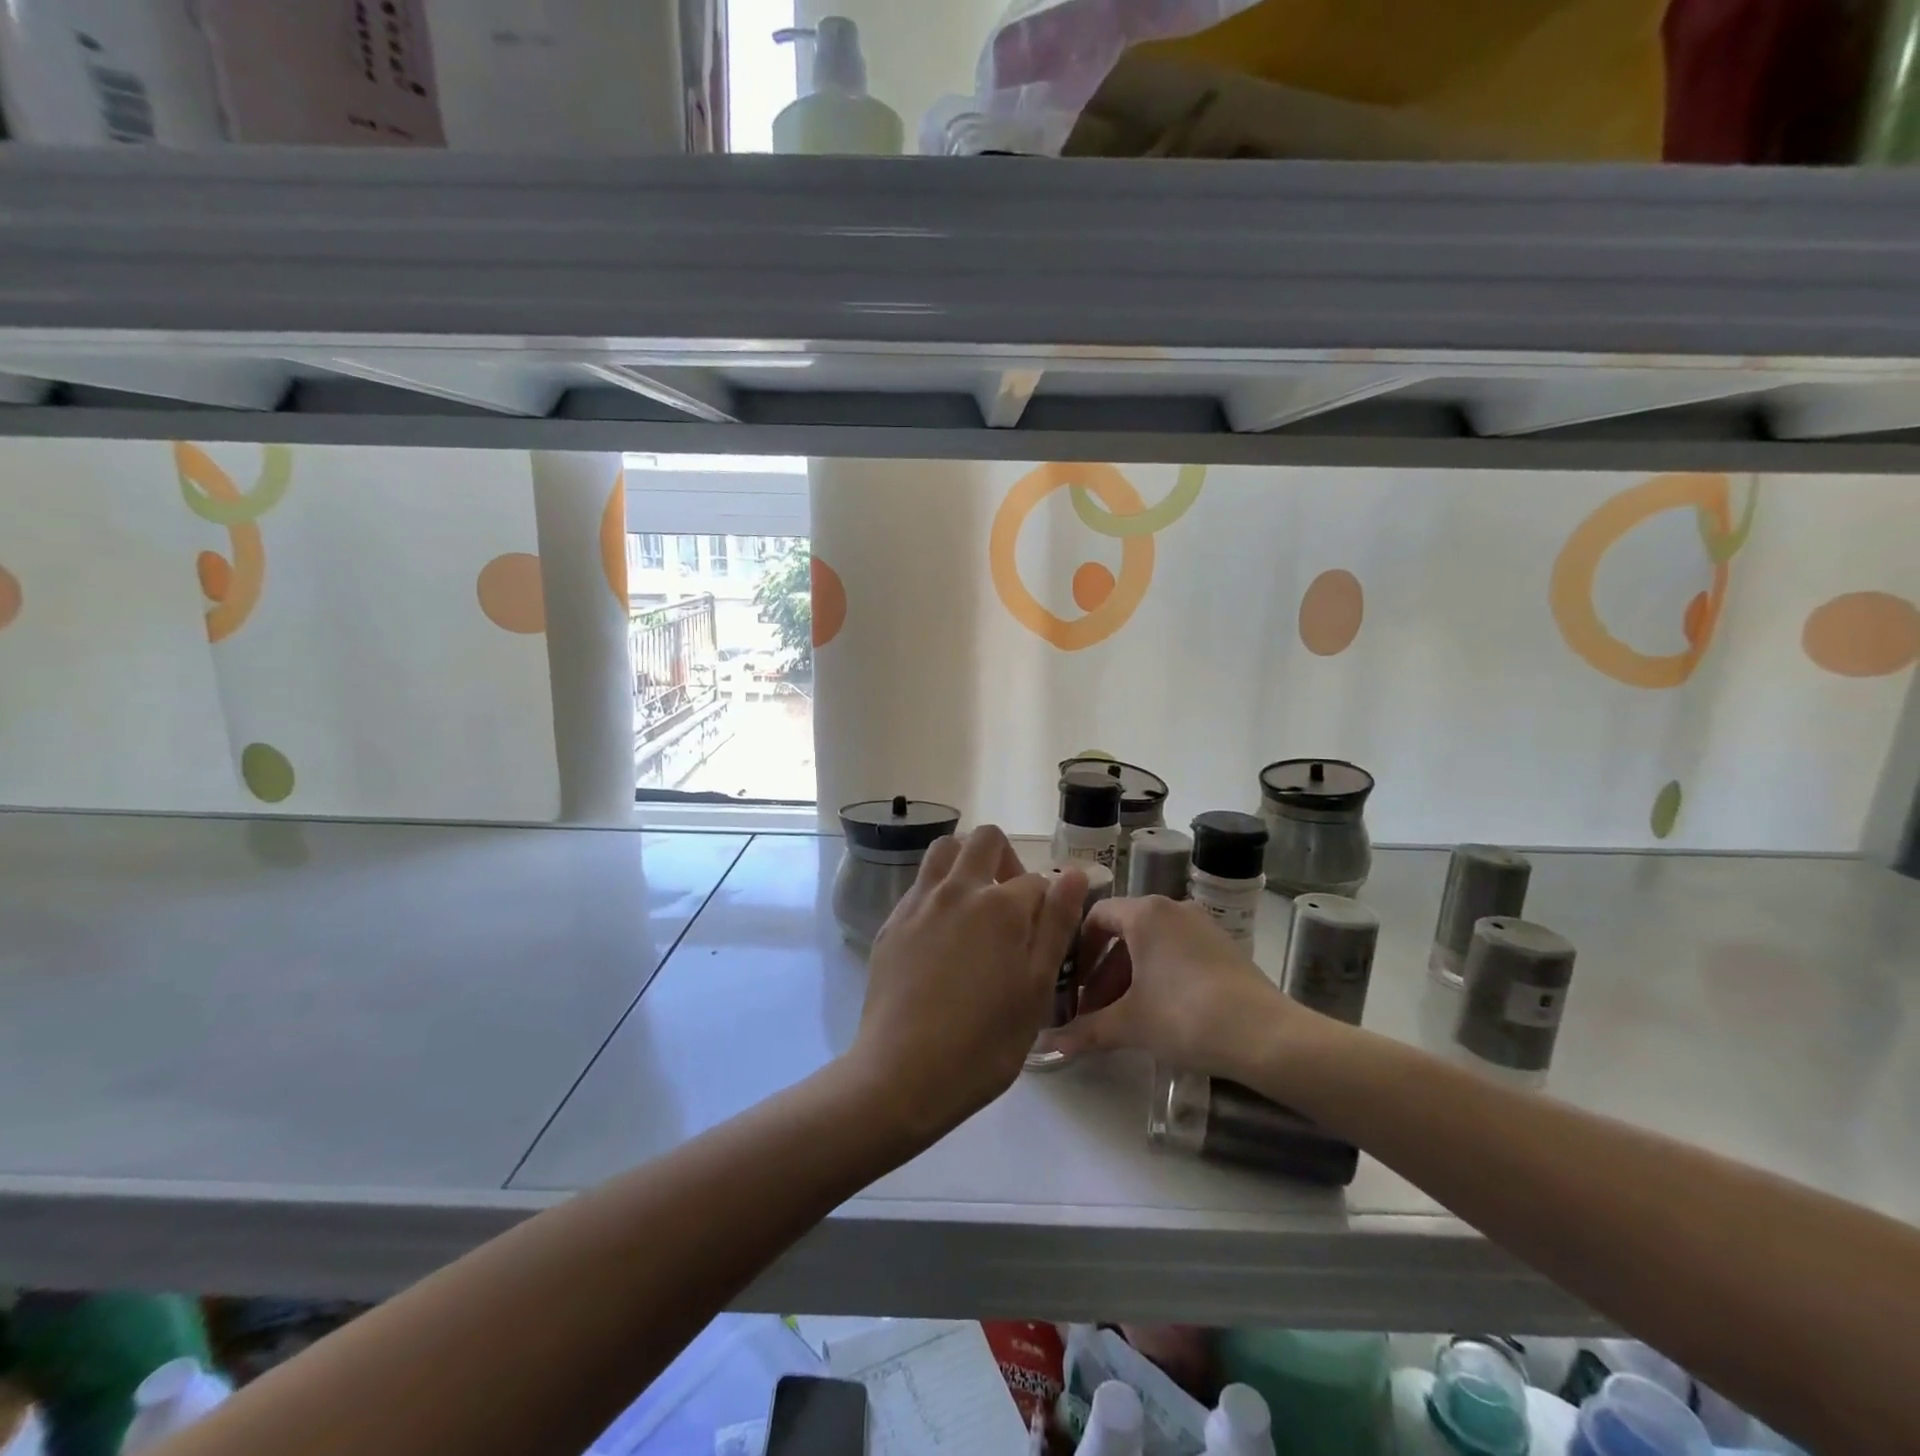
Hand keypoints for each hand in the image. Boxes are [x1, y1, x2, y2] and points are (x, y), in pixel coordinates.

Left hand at [848, 826, 1086, 1142]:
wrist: (902, 1075)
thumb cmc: (984, 1042)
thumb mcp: (1037, 988)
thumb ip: (1057, 925)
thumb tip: (1074, 874)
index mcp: (1000, 905)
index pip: (1035, 880)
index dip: (1047, 903)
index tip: (1044, 935)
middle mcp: (957, 890)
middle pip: (985, 840)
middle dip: (1006, 859)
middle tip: (1011, 905)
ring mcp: (919, 903)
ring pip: (944, 850)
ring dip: (966, 862)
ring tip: (975, 906)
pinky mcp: (892, 923)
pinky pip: (920, 884)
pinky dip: (938, 890)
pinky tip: (942, 934)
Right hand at [1053, 894, 1305, 1079]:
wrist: (1266, 1036)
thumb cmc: (1185, 1016)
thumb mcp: (1130, 1024)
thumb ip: (1086, 1030)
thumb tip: (1049, 1045)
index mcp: (1145, 913)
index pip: (1096, 916)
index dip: (1077, 950)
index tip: (1070, 984)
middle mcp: (1172, 909)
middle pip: (1123, 933)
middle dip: (1102, 972)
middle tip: (1092, 1010)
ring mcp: (1202, 926)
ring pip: (1151, 945)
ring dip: (1129, 978)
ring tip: (1122, 1018)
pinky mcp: (1224, 947)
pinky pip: (1177, 953)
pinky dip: (1158, 976)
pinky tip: (1158, 1014)